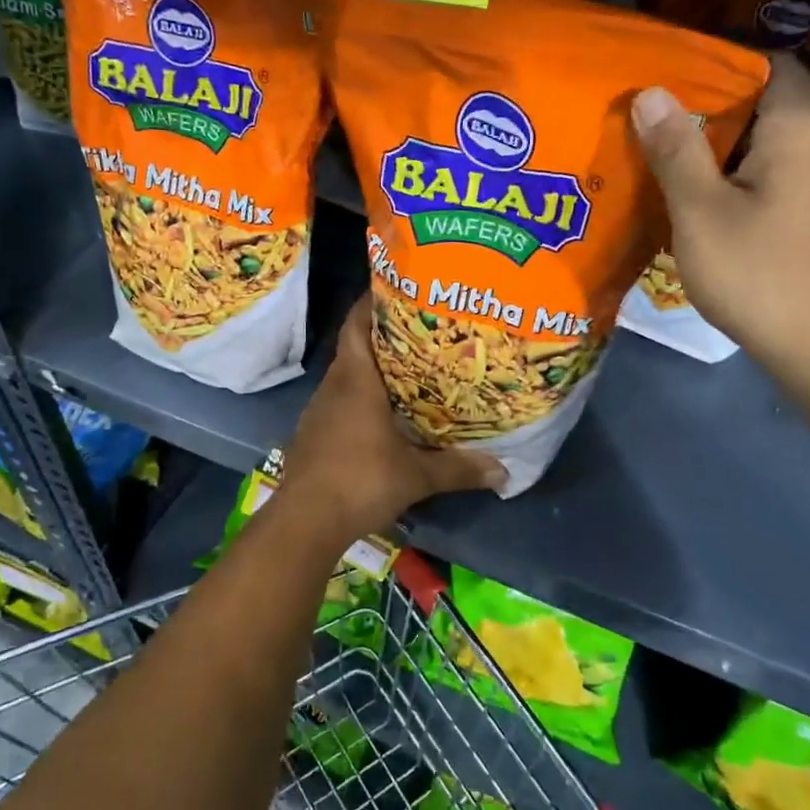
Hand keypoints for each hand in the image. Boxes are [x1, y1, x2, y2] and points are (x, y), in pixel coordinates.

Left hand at [280, 296, 504, 538]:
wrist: (305, 520)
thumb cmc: (360, 481)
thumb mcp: (416, 476)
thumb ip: (459, 469)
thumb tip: (504, 472)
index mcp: (355, 380)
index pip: (356, 324)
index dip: (372, 302)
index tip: (398, 289)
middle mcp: (334, 386)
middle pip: (356, 347)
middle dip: (385, 336)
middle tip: (423, 331)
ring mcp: (320, 410)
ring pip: (348, 375)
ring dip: (374, 369)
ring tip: (411, 368)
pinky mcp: (314, 432)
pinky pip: (341, 400)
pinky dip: (362, 396)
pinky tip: (385, 412)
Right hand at [631, 55, 809, 379]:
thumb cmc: (759, 271)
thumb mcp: (701, 209)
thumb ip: (676, 149)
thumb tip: (651, 93)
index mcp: (799, 128)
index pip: (768, 62)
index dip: (719, 62)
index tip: (669, 73)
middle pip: (764, 104)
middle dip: (708, 107)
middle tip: (652, 115)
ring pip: (764, 144)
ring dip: (717, 146)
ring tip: (662, 152)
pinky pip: (771, 175)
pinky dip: (734, 176)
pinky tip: (695, 197)